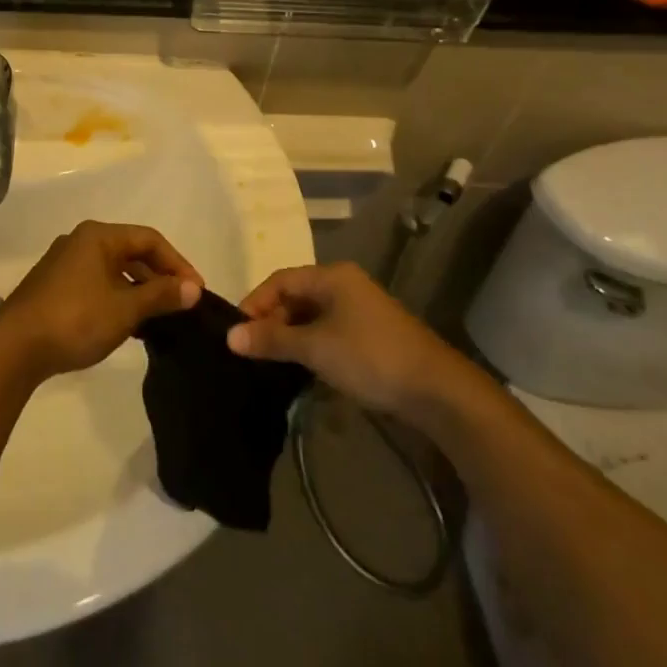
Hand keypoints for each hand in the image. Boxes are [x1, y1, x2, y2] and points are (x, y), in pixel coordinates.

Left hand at [0, 222, 203, 379]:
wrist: (14, 347)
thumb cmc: (75, 319)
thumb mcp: (124, 309)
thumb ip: (160, 295)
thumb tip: (193, 289)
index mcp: (98, 236)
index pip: (149, 239)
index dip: (178, 263)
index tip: (197, 291)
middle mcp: (81, 242)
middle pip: (132, 252)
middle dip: (160, 277)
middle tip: (183, 304)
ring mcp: (66, 265)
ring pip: (115, 271)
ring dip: (140, 291)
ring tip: (162, 318)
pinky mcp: (56, 288)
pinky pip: (99, 285)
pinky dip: (119, 299)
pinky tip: (131, 326)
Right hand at [227, 263, 462, 416]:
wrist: (436, 391)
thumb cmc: (370, 357)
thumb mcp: (315, 347)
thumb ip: (272, 339)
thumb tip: (230, 336)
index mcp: (332, 276)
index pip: (280, 280)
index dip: (255, 302)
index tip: (237, 331)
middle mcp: (345, 285)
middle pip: (296, 295)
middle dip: (271, 320)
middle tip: (252, 349)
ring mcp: (360, 310)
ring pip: (312, 316)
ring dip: (290, 335)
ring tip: (271, 360)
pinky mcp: (370, 335)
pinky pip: (328, 331)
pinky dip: (310, 345)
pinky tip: (302, 367)